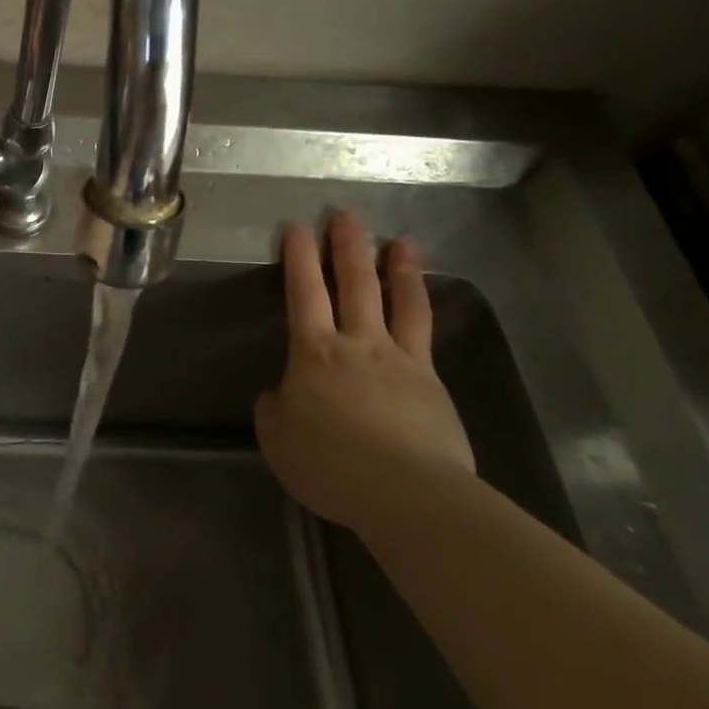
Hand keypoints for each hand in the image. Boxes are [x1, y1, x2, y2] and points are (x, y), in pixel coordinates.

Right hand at [255, 210, 474, 536]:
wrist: (407, 493)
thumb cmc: (329, 464)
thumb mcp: (277, 439)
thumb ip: (276, 409)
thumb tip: (283, 394)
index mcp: (314, 353)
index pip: (304, 293)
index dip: (299, 258)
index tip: (296, 229)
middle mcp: (359, 344)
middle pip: (354, 284)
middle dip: (347, 247)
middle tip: (346, 215)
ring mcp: (401, 360)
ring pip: (399, 302)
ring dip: (398, 268)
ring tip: (401, 241)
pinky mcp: (432, 383)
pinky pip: (424, 335)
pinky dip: (421, 311)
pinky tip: (422, 303)